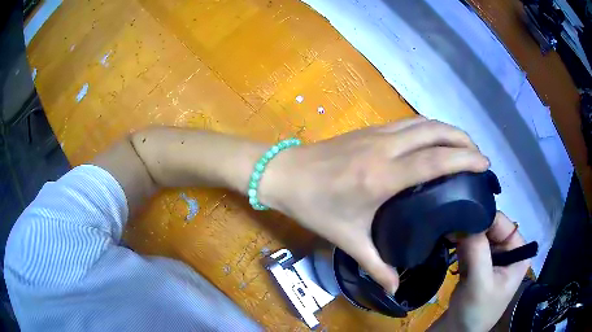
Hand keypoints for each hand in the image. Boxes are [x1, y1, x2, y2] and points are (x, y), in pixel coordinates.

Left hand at [260, 117, 489, 292]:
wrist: (283, 173)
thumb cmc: (314, 205)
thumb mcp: (347, 239)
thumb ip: (375, 266)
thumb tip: (394, 288)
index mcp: (383, 176)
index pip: (436, 160)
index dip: (465, 158)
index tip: (484, 163)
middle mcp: (386, 148)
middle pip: (435, 132)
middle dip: (462, 139)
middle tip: (478, 154)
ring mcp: (377, 134)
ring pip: (422, 122)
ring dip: (447, 129)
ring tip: (462, 145)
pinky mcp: (369, 129)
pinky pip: (408, 123)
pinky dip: (428, 127)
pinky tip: (433, 140)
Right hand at [431, 213, 530, 331]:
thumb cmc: (476, 312)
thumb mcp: (480, 284)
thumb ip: (477, 251)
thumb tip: (464, 219)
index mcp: (519, 252)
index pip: (505, 225)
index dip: (485, 219)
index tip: (463, 217)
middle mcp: (509, 250)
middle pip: (491, 228)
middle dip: (472, 228)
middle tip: (451, 226)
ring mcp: (494, 256)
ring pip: (479, 235)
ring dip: (464, 236)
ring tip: (448, 235)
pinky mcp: (479, 262)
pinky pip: (470, 245)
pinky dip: (459, 244)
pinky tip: (449, 244)